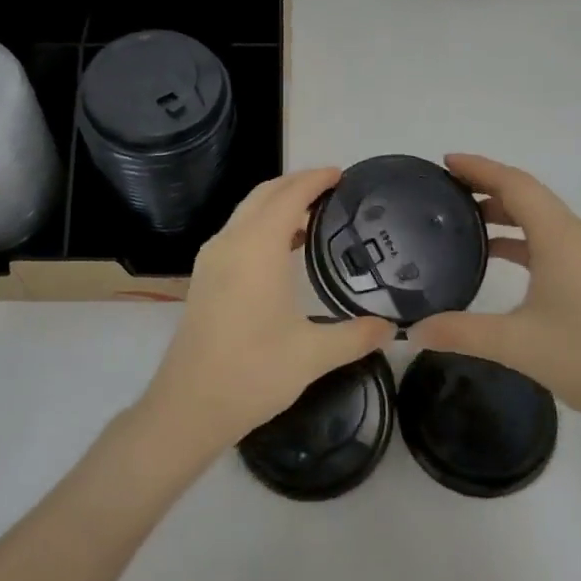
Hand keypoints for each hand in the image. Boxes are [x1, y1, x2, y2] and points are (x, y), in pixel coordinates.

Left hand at [140, 168, 394, 453]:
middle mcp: (230, 242)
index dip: (315, 179)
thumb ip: (356, 336)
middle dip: (296, 184)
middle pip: (264, 195)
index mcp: (257, 248)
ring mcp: (212, 259)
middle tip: (332, 188)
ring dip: (277, 204)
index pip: (288, 195)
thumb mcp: (313, 355)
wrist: (188, 406)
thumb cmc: (252, 373)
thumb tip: (392, 328)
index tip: (341, 173)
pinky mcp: (205, 277)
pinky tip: (284, 249)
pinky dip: (263, 225)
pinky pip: (237, 232)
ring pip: (246, 212)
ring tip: (314, 214)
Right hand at [409, 154, 580, 433]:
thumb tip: (413, 332)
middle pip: (528, 195)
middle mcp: (577, 236)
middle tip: (446, 189)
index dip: (480, 168)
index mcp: (560, 237)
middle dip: (488, 185)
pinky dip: (521, 237)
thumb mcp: (514, 344)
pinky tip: (497, 257)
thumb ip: (459, 332)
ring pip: (541, 218)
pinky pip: (551, 239)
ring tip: (463, 221)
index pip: (515, 184)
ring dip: (505, 213)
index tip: (446, 161)